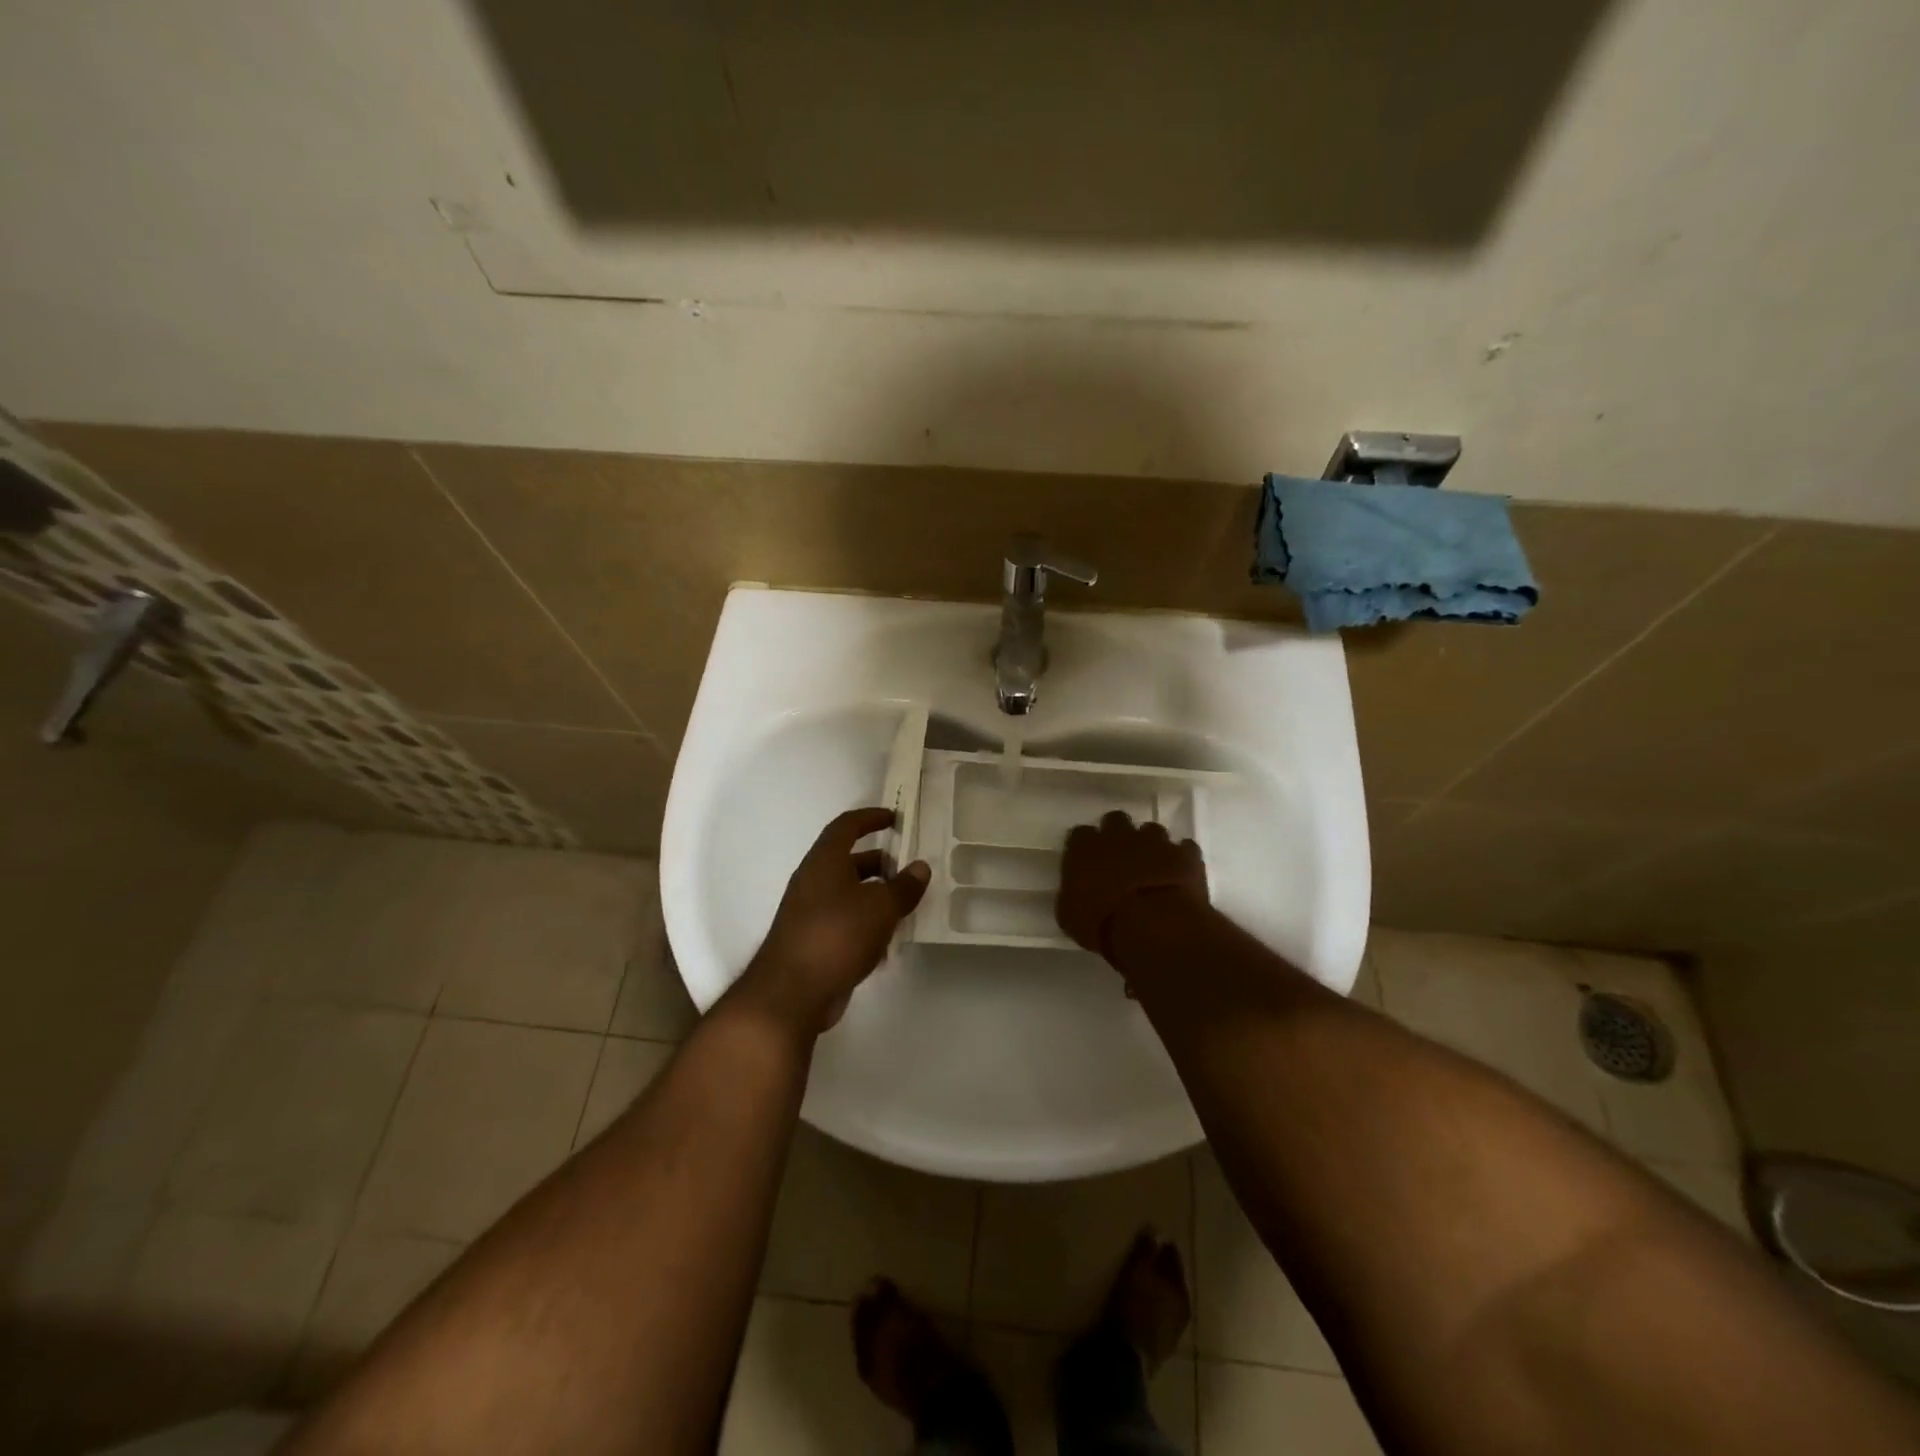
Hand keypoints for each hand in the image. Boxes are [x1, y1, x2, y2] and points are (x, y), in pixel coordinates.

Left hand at [735, 807, 929, 1036]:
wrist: (792, 992)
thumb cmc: (837, 935)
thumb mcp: (880, 908)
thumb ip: (903, 886)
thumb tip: (920, 867)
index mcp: (824, 861)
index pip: (846, 826)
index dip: (870, 818)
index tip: (894, 818)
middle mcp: (813, 881)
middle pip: (848, 861)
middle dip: (880, 863)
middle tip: (909, 871)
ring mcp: (809, 912)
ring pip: (848, 893)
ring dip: (875, 896)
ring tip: (905, 907)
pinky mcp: (812, 941)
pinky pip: (844, 922)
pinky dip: (865, 924)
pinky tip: (887, 943)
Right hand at [1057, 810, 1208, 958]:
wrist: (1154, 927)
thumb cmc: (1103, 925)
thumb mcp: (1071, 916)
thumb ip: (1073, 894)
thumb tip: (1077, 892)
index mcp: (1085, 848)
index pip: (1080, 834)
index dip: (1085, 847)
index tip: (1088, 861)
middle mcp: (1119, 835)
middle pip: (1116, 820)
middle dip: (1118, 835)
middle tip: (1121, 858)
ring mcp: (1155, 841)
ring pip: (1152, 830)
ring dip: (1151, 845)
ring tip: (1153, 867)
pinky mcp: (1185, 854)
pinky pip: (1184, 848)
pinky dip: (1181, 858)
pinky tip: (1180, 874)